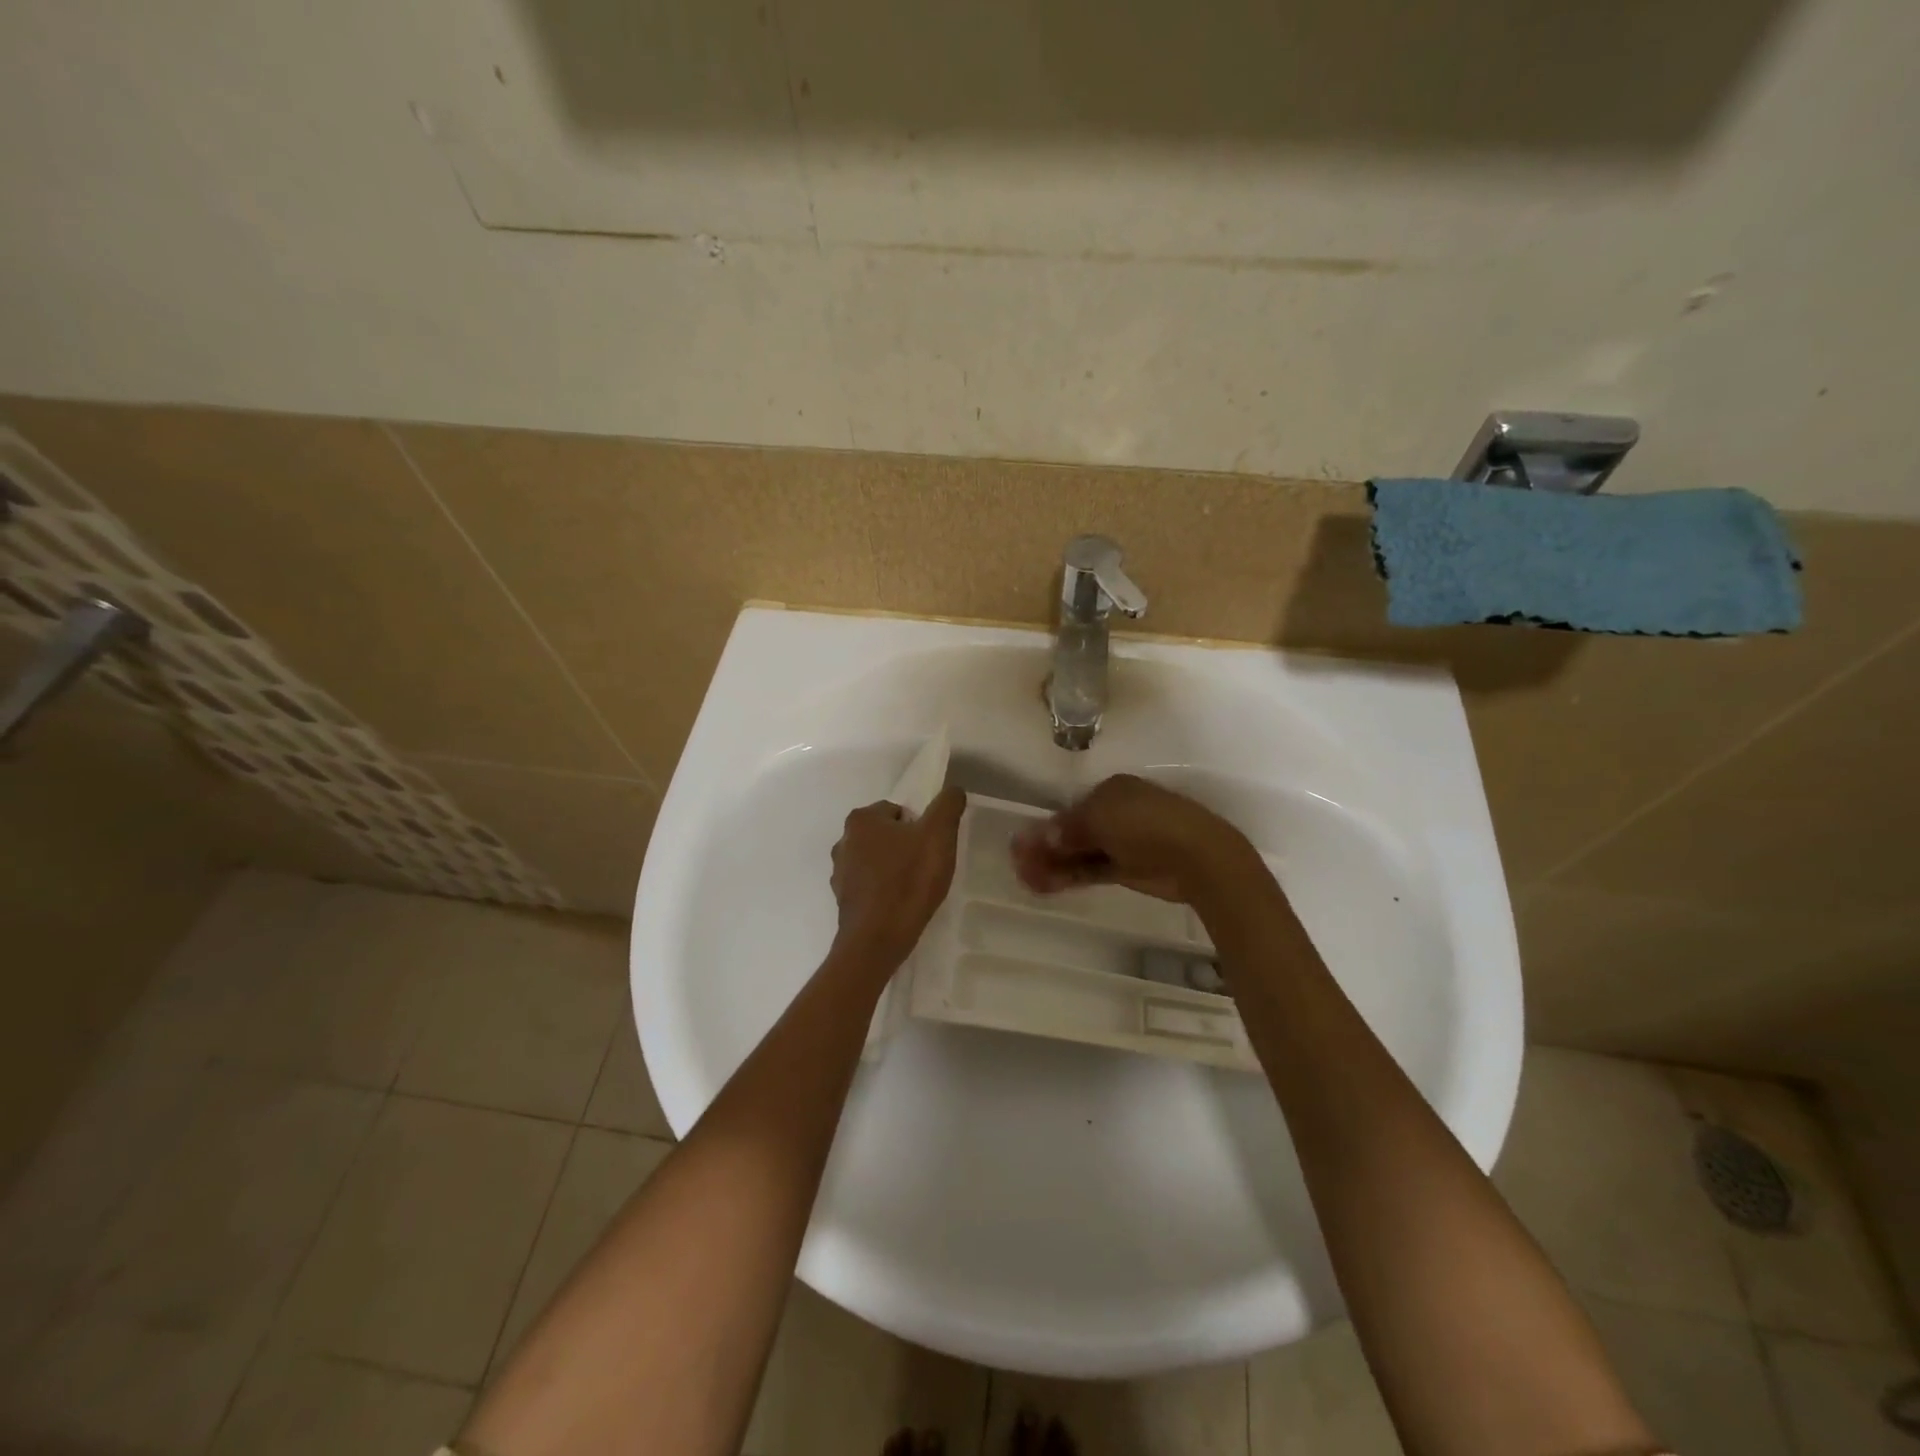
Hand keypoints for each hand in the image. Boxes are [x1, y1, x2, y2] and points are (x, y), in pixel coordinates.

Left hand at [830, 785, 966, 967]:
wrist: (877, 940)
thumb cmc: (908, 881)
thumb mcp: (938, 835)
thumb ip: (947, 806)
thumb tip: (954, 790)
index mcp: (862, 819)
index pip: (898, 812)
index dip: (920, 828)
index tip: (931, 849)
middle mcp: (843, 841)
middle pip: (887, 835)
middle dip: (906, 848)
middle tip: (926, 868)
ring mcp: (840, 872)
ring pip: (877, 861)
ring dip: (894, 869)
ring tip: (914, 889)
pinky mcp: (843, 900)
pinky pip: (870, 886)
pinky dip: (884, 891)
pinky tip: (900, 906)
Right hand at [1010, 774, 1250, 903]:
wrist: (1196, 857)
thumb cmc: (1145, 823)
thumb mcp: (1099, 818)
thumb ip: (1066, 829)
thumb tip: (1037, 837)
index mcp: (1112, 790)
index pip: (1072, 807)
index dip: (1046, 826)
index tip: (1022, 843)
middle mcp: (1116, 814)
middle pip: (1072, 831)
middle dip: (1044, 847)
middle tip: (1017, 863)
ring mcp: (1123, 843)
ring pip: (1079, 853)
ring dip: (1052, 864)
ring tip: (1025, 877)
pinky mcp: (1128, 869)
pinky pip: (1091, 870)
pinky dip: (1068, 876)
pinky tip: (1044, 884)